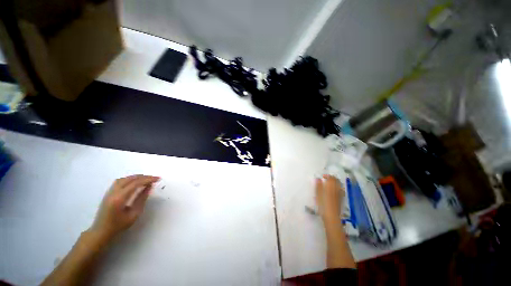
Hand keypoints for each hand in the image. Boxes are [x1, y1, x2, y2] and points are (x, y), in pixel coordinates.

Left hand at [87, 175, 159, 243]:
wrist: (101, 231)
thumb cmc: (119, 225)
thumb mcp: (134, 214)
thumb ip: (141, 199)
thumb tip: (149, 187)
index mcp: (120, 198)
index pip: (136, 183)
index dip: (148, 179)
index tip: (158, 179)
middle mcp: (113, 192)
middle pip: (130, 179)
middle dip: (144, 177)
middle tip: (154, 178)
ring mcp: (109, 192)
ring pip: (124, 178)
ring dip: (136, 177)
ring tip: (146, 179)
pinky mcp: (108, 193)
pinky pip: (120, 181)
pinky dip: (130, 179)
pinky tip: (135, 182)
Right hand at [315, 174, 343, 223]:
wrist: (331, 216)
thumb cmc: (323, 204)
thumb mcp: (318, 194)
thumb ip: (318, 185)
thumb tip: (318, 178)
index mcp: (331, 186)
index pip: (331, 177)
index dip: (327, 176)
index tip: (322, 177)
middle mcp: (337, 189)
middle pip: (337, 180)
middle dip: (332, 178)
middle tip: (326, 179)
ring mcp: (340, 194)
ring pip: (339, 185)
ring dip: (335, 182)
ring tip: (330, 184)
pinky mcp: (341, 199)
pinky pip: (340, 190)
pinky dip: (337, 188)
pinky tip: (334, 191)